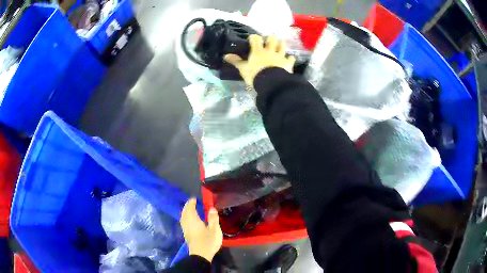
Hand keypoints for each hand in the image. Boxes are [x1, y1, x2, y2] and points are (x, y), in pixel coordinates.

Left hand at [180, 198, 222, 262]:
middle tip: (192, 203)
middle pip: (184, 212)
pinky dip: (186, 218)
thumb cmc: (208, 241)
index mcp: (193, 220)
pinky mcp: (186, 235)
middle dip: (187, 207)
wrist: (200, 255)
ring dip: (186, 212)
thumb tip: (211, 208)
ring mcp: (185, 229)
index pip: (190, 208)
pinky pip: (184, 222)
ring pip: (183, 218)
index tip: (194, 199)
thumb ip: (213, 218)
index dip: (191, 203)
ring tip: (191, 210)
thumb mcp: (215, 230)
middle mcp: (187, 223)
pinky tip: (191, 221)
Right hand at [225, 35, 295, 87]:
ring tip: (279, 46)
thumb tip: (225, 55)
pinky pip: (291, 58)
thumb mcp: (243, 69)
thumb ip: (236, 61)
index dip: (253, 37)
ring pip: (282, 46)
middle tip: (268, 41)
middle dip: (270, 38)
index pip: (255, 39)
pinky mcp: (288, 63)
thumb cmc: (255, 75)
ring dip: (281, 45)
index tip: (252, 39)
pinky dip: (290, 58)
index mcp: (258, 51)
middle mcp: (270, 50)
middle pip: (271, 39)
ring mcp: (280, 56)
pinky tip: (289, 59)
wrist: (271, 83)